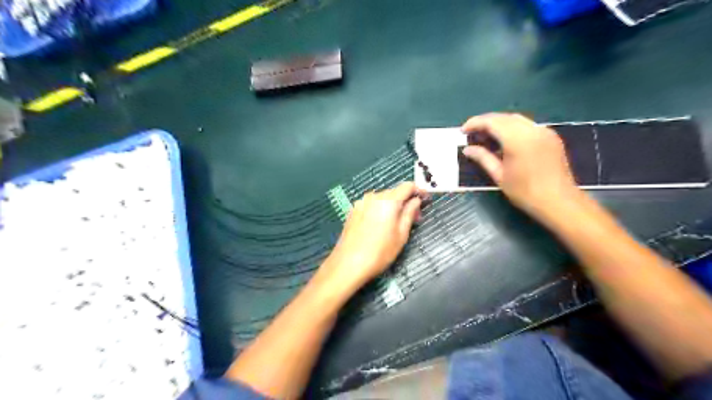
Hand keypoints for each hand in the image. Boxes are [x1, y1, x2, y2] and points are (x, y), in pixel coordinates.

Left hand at [320, 183, 423, 292]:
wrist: (348, 264)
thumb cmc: (380, 252)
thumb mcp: (401, 235)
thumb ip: (409, 213)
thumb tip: (416, 200)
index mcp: (388, 200)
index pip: (407, 186)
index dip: (419, 190)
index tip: (426, 199)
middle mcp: (373, 197)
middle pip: (394, 192)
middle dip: (406, 201)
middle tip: (414, 218)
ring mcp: (360, 203)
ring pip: (381, 199)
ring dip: (392, 206)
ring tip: (397, 223)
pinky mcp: (352, 211)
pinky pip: (371, 205)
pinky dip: (380, 210)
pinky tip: (380, 225)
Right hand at [459, 110, 580, 218]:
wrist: (559, 202)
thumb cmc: (525, 192)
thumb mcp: (499, 176)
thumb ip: (483, 158)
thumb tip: (467, 149)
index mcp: (517, 139)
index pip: (491, 121)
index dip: (475, 123)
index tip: (462, 131)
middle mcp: (531, 129)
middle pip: (503, 117)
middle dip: (486, 123)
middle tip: (472, 135)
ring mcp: (544, 131)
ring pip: (516, 119)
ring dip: (499, 124)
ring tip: (486, 138)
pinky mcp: (551, 137)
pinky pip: (527, 126)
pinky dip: (512, 129)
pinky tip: (505, 142)